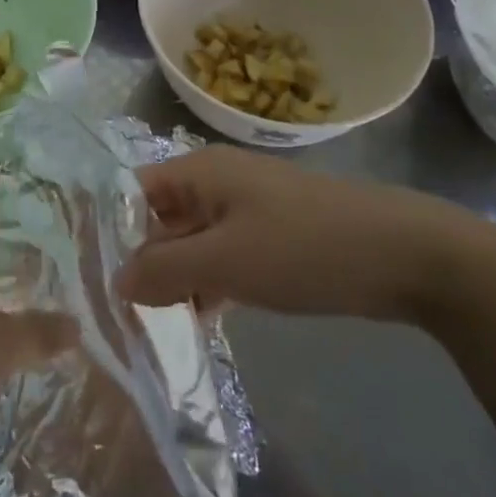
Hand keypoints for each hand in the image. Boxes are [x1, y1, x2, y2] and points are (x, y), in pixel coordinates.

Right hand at [113, 146, 477, 321]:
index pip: (132, 192)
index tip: (89, 277)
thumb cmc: (304, 247)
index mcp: (198, 172)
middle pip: (160, 219)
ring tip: (150, 324)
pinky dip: (208, 283)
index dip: (109, 230)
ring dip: (174, 278)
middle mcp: (216, 183)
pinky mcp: (271, 237)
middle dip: (141, 262)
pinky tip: (199, 319)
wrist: (406, 255)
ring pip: (192, 242)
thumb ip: (163, 270)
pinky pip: (222, 256)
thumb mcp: (225, 262)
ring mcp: (246, 209)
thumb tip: (115, 281)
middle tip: (116, 313)